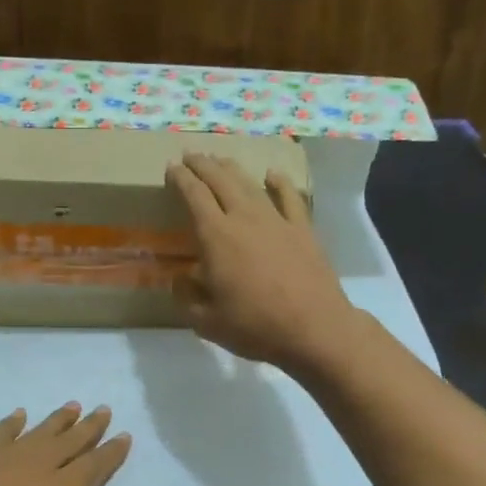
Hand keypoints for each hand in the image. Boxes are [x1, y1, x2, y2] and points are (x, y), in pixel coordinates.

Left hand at [0, 404, 138, 485]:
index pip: (90, 470)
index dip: (109, 454)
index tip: (125, 436)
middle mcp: (32, 469)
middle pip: (68, 443)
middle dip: (89, 427)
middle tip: (105, 409)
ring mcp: (0, 459)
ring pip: (38, 434)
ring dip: (58, 420)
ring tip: (73, 405)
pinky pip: (0, 434)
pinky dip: (12, 424)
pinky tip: (18, 415)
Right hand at [165, 151, 365, 374]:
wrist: (314, 329)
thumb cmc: (255, 327)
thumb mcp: (206, 322)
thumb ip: (187, 298)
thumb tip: (180, 279)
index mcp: (216, 237)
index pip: (194, 196)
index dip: (181, 179)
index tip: (171, 167)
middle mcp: (245, 219)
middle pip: (221, 181)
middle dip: (203, 165)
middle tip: (190, 156)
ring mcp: (277, 221)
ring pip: (250, 184)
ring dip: (232, 169)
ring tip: (221, 160)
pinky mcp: (303, 230)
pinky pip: (289, 198)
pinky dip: (279, 183)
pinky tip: (272, 175)